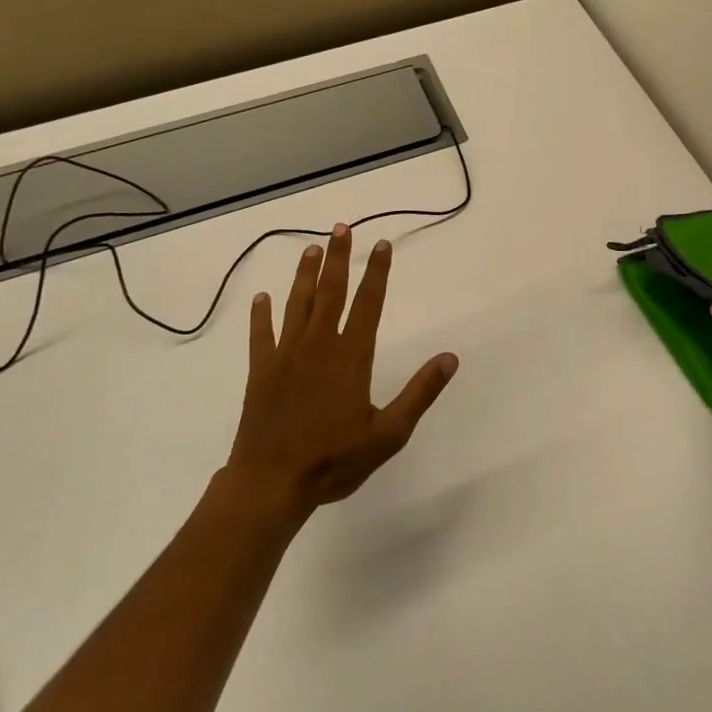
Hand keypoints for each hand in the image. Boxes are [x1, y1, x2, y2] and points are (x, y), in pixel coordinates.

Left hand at [222, 224, 457, 518]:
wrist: (271, 483)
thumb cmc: (334, 460)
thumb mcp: (388, 434)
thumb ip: (420, 393)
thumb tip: (450, 358)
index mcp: (351, 356)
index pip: (368, 303)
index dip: (376, 272)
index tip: (381, 244)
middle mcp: (319, 345)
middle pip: (330, 292)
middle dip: (338, 258)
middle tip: (341, 227)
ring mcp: (286, 355)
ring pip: (297, 304)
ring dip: (304, 275)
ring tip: (311, 249)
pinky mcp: (261, 371)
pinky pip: (261, 335)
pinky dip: (260, 315)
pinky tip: (260, 298)